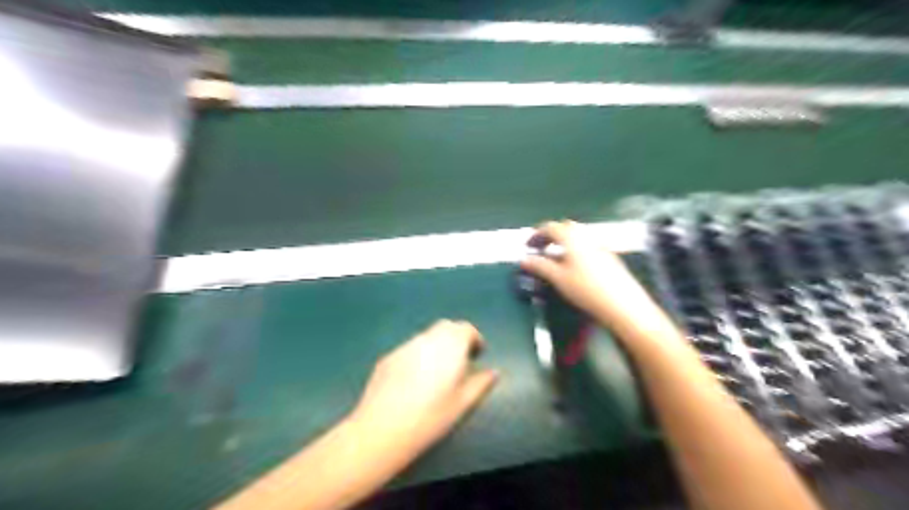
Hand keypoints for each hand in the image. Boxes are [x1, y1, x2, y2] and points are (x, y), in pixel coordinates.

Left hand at [349, 322, 500, 456]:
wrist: (383, 428)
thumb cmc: (430, 416)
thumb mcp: (463, 403)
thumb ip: (481, 383)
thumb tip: (493, 372)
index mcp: (450, 346)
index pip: (466, 328)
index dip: (474, 339)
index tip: (477, 355)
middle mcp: (427, 339)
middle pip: (446, 326)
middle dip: (456, 338)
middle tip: (460, 360)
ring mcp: (405, 346)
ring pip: (426, 337)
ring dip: (436, 346)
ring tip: (436, 373)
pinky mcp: (388, 357)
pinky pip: (409, 349)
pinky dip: (418, 356)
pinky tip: (413, 381)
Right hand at [523, 221, 666, 324]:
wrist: (623, 304)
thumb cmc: (586, 289)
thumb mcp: (558, 278)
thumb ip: (540, 266)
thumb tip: (524, 259)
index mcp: (572, 238)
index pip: (551, 227)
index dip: (536, 234)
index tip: (527, 246)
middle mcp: (587, 236)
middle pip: (566, 228)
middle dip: (550, 235)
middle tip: (540, 248)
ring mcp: (600, 246)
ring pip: (578, 237)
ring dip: (563, 242)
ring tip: (554, 258)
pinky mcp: (609, 257)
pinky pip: (587, 246)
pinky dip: (575, 250)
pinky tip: (573, 267)